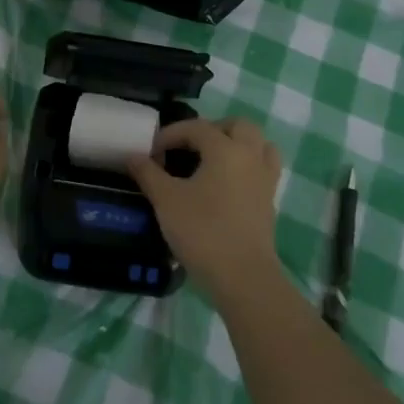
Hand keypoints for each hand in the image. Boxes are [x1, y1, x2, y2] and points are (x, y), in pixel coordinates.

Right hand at [127, 117, 282, 297]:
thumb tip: (133, 155)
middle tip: (189, 146)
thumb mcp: (166, 200)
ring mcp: (265, 179)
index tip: (151, 152)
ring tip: (213, 159)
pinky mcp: (270, 202)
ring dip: (237, 144)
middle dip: (213, 129)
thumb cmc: (202, 232)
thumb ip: (148, 173)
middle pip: (238, 126)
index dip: (171, 134)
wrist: (243, 277)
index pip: (196, 128)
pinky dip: (247, 166)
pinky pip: (263, 169)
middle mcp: (250, 156)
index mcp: (225, 149)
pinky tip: (227, 184)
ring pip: (259, 145)